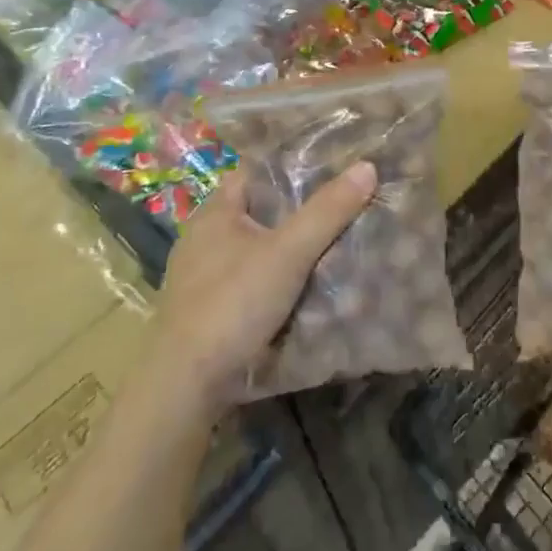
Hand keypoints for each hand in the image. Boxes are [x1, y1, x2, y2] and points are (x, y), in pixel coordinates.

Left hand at [152, 162, 376, 413]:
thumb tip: (367, 166)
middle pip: (260, 210)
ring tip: (334, 243)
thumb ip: (327, 211)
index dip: (292, 165)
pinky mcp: (208, 309)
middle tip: (344, 204)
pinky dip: (277, 278)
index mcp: (215, 211)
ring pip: (257, 248)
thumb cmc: (232, 304)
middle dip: (298, 209)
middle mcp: (204, 236)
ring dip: (289, 247)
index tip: (333, 165)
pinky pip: (251, 279)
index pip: (257, 172)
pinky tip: (305, 286)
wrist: (184, 386)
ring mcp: (202, 275)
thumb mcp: (288, 253)